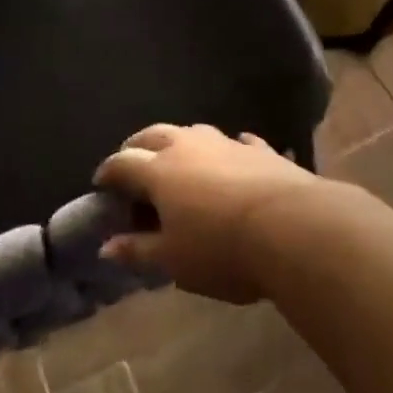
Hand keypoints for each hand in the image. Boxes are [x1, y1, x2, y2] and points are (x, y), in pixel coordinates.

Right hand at [93, 124, 330, 303]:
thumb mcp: (174, 260)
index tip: (101, 183)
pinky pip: (236, 142)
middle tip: (131, 161)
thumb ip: (138, 250)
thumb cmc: (221, 250)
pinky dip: (227, 150)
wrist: (291, 227)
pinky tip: (232, 157)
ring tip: (178, 160)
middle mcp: (188, 146)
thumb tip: (106, 246)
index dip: (108, 172)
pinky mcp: (259, 149)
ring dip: (179, 142)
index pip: (123, 163)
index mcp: (160, 171)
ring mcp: (225, 143)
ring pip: (193, 132)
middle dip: (137, 146)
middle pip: (153, 135)